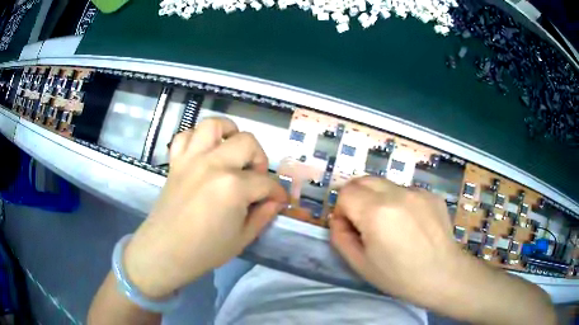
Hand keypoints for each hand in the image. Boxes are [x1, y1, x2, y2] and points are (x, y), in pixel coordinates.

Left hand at [123, 118, 286, 298]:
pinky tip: (204, 152)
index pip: (266, 182)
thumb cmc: (205, 250)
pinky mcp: (176, 161)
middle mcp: (213, 164)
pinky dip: (196, 138)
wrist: (166, 251)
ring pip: (213, 125)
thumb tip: (275, 201)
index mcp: (233, 187)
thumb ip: (263, 216)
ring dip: (228, 133)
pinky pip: (185, 135)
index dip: (277, 192)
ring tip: (231, 149)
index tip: (279, 200)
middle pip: (247, 142)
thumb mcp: (242, 238)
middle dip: (259, 159)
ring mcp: (191, 159)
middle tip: (256, 178)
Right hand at [329, 176, 466, 305]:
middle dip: (357, 198)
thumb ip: (340, 237)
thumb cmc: (399, 276)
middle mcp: (397, 193)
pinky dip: (400, 202)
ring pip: (385, 184)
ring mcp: (418, 191)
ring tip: (392, 225)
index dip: (343, 209)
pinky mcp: (432, 194)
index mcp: (376, 212)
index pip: (346, 192)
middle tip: (365, 223)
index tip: (351, 227)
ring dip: (379, 199)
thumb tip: (339, 218)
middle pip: (364, 180)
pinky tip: (411, 224)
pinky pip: (406, 191)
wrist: (443, 275)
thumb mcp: (360, 264)